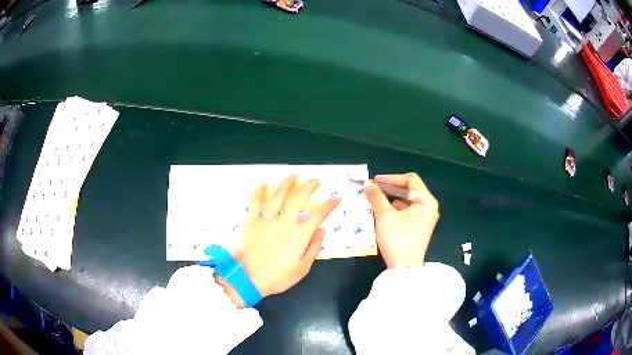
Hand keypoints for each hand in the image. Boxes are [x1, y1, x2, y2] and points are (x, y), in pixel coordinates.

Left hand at [227, 175, 340, 301]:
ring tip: (294, 175)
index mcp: (299, 235)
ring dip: (287, 183)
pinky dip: (259, 190)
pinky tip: (264, 183)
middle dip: (309, 185)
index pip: (318, 214)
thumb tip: (322, 231)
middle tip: (316, 180)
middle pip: (299, 197)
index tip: (336, 198)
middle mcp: (285, 221)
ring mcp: (266, 219)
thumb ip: (313, 248)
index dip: (330, 205)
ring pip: (278, 194)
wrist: (247, 278)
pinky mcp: (252, 220)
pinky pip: (255, 201)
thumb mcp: (302, 268)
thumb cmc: (277, 277)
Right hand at [364, 173, 438, 267]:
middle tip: (372, 189)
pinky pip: (406, 211)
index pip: (410, 180)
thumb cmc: (398, 239)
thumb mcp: (385, 216)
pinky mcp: (418, 227)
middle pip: (409, 190)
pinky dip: (394, 209)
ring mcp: (424, 218)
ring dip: (390, 199)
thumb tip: (367, 184)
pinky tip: (381, 212)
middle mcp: (428, 207)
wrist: (404, 268)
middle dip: (389, 188)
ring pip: (406, 201)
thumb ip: (376, 197)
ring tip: (374, 200)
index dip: (391, 178)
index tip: (375, 181)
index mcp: (426, 201)